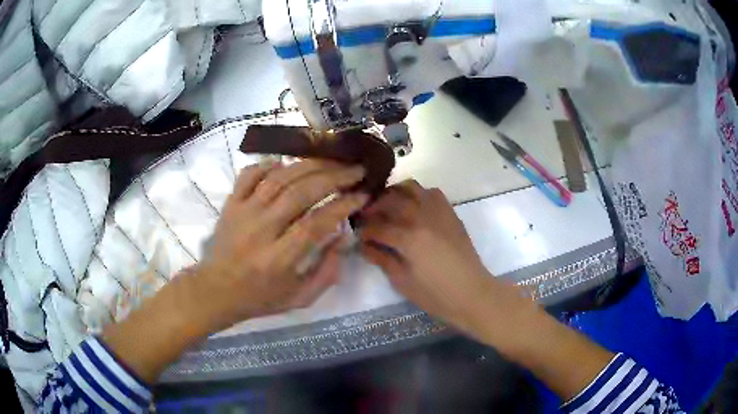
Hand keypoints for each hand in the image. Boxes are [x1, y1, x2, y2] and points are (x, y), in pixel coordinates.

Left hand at [193, 160, 368, 330]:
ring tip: (332, 160)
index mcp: (279, 259)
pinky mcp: (231, 203)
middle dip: (333, 177)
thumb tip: (342, 237)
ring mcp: (243, 212)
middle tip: (356, 170)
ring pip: (278, 178)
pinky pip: (249, 174)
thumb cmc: (261, 297)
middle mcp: (261, 230)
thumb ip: (327, 273)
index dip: (342, 206)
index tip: (362, 196)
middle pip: (300, 193)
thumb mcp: (300, 298)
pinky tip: (287, 163)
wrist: (217, 290)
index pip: (315, 223)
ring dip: (309, 164)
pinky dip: (268, 164)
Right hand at [358, 180, 518, 337]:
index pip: (377, 227)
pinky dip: (418, 194)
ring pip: (411, 188)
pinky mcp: (450, 213)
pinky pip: (432, 192)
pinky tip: (414, 207)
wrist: (472, 293)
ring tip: (387, 205)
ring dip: (394, 193)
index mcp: (408, 238)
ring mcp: (439, 212)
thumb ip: (382, 259)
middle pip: (390, 200)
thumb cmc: (436, 295)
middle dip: (374, 206)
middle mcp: (422, 218)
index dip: (364, 230)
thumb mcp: (403, 282)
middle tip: (367, 217)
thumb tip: (364, 245)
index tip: (358, 235)